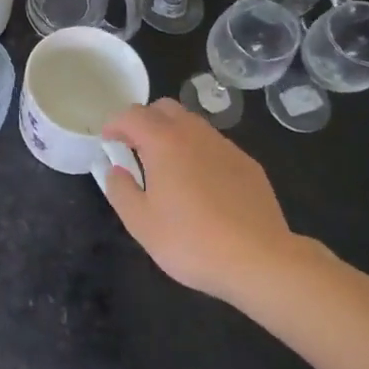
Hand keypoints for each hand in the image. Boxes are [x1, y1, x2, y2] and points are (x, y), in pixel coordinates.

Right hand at [102, 100, 311, 306]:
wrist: (260, 260)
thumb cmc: (192, 241)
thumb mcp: (141, 223)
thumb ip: (120, 190)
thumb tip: (114, 170)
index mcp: (163, 141)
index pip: (132, 115)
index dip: (114, 123)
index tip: (107, 141)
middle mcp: (194, 133)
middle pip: (164, 108)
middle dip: (145, 121)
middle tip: (135, 149)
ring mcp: (225, 146)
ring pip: (192, 123)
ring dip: (173, 134)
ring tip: (168, 167)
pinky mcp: (248, 164)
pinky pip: (214, 145)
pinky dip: (199, 151)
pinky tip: (202, 184)